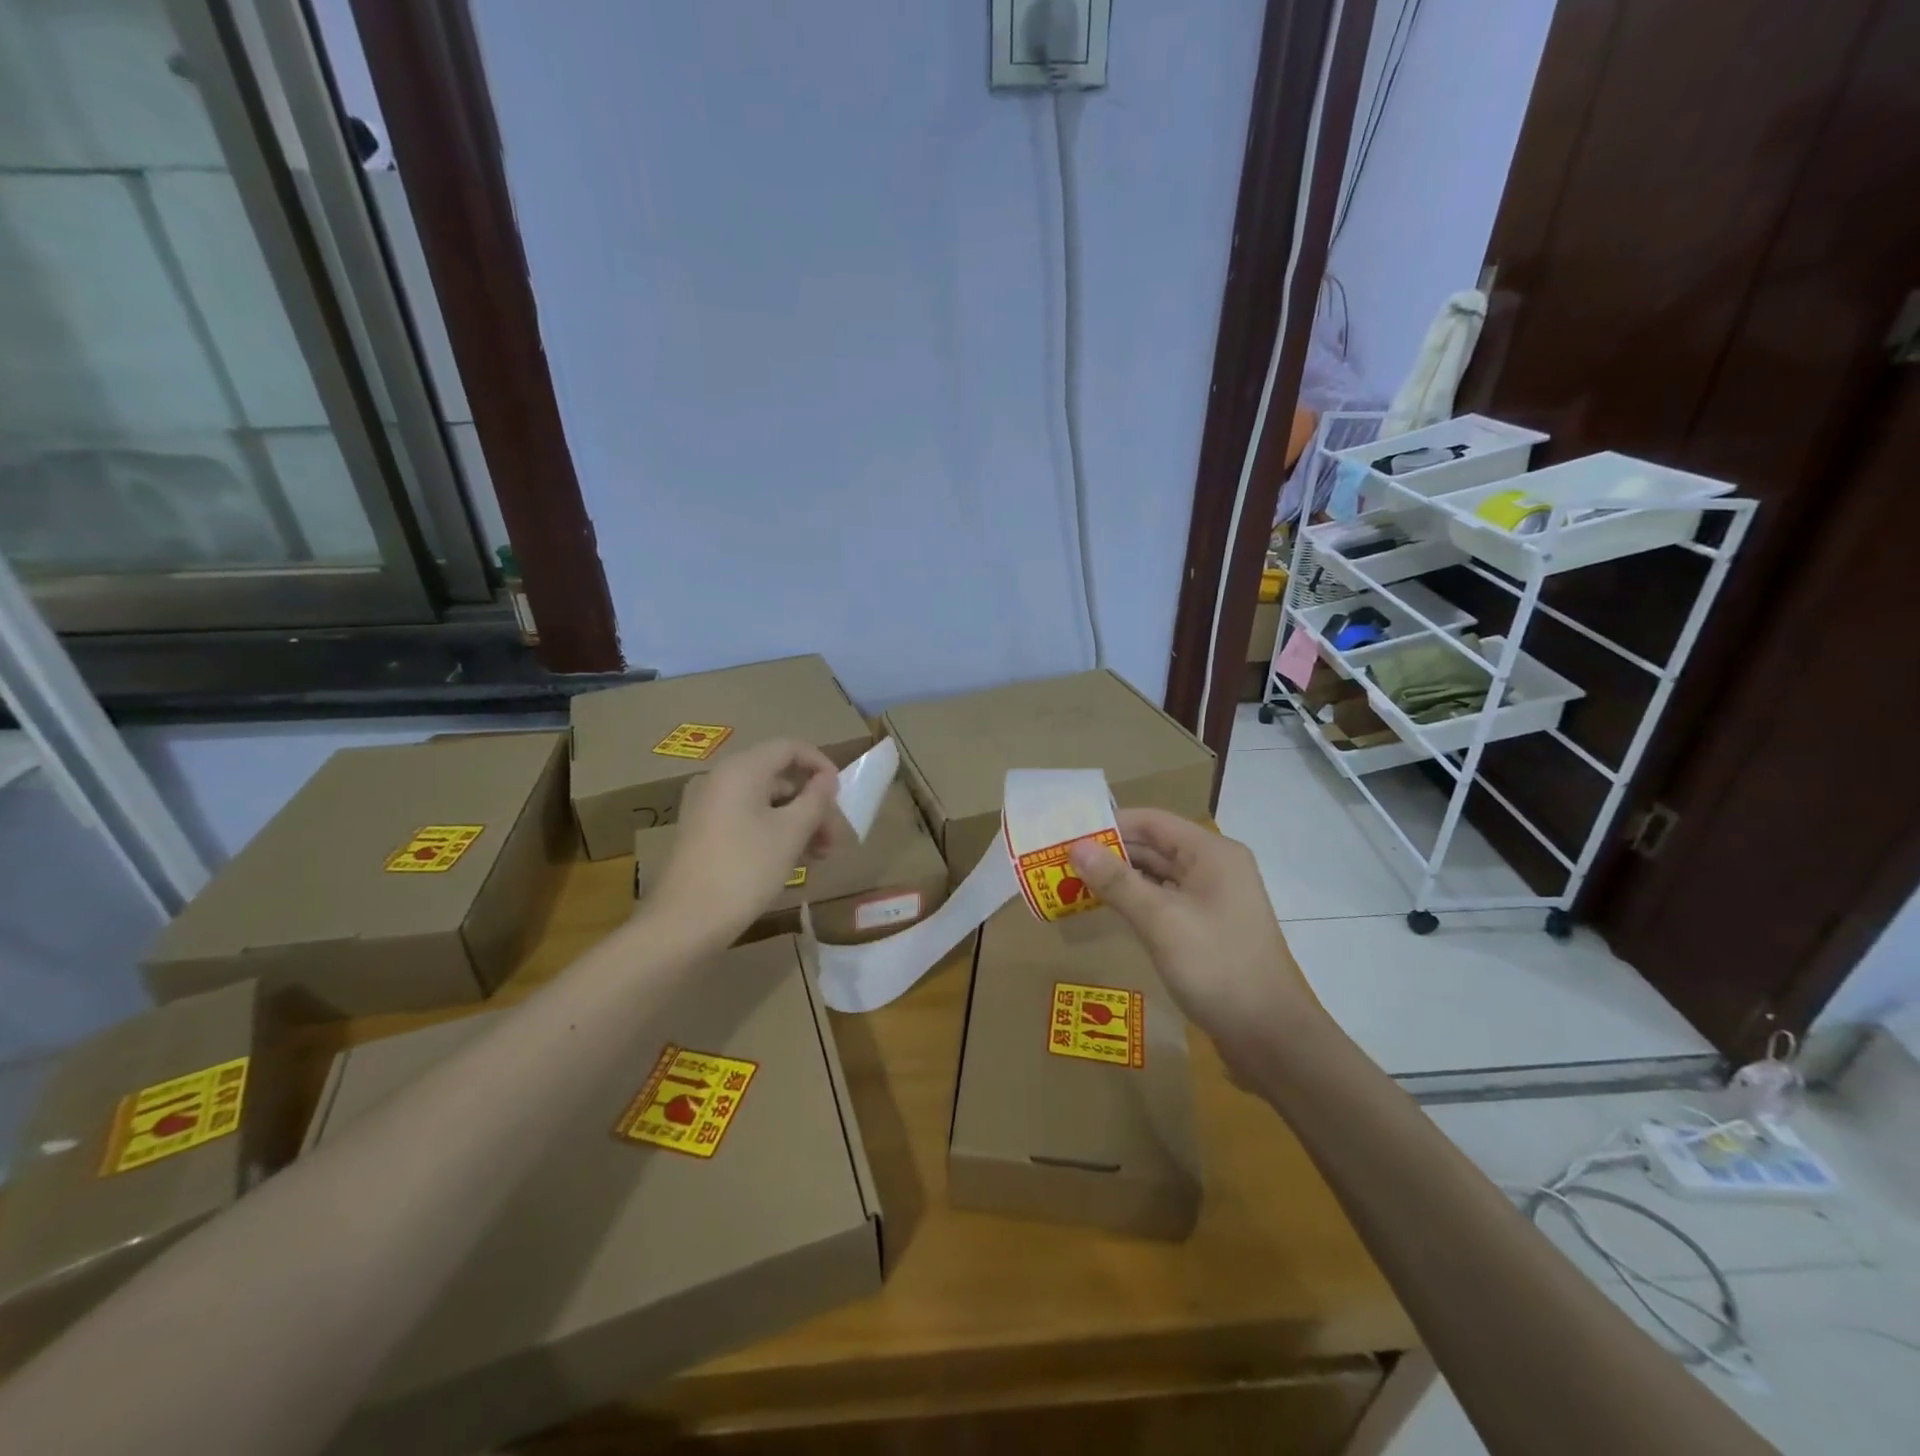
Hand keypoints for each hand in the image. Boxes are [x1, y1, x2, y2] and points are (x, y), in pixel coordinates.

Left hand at [648, 739, 841, 953]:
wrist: (685, 922)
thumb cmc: (745, 869)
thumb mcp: (791, 833)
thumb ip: (816, 800)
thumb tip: (827, 780)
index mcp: (742, 770)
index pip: (790, 747)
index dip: (821, 765)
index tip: (841, 795)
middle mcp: (721, 779)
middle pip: (779, 777)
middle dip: (812, 804)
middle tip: (833, 840)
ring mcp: (709, 807)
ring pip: (766, 802)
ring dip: (798, 822)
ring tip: (818, 857)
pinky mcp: (704, 833)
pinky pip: (748, 819)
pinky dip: (774, 832)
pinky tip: (792, 862)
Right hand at [1069, 808, 1321, 1073]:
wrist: (1271, 1037)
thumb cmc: (1217, 967)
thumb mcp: (1161, 921)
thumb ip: (1117, 881)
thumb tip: (1076, 846)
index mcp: (1211, 853)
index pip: (1151, 821)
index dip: (1108, 825)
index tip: (1066, 836)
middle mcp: (1214, 868)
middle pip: (1154, 846)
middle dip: (1109, 853)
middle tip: (1061, 863)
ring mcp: (1213, 899)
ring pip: (1158, 876)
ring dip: (1120, 878)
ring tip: (1073, 884)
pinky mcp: (1208, 928)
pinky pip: (1165, 901)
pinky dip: (1136, 901)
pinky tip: (1108, 910)